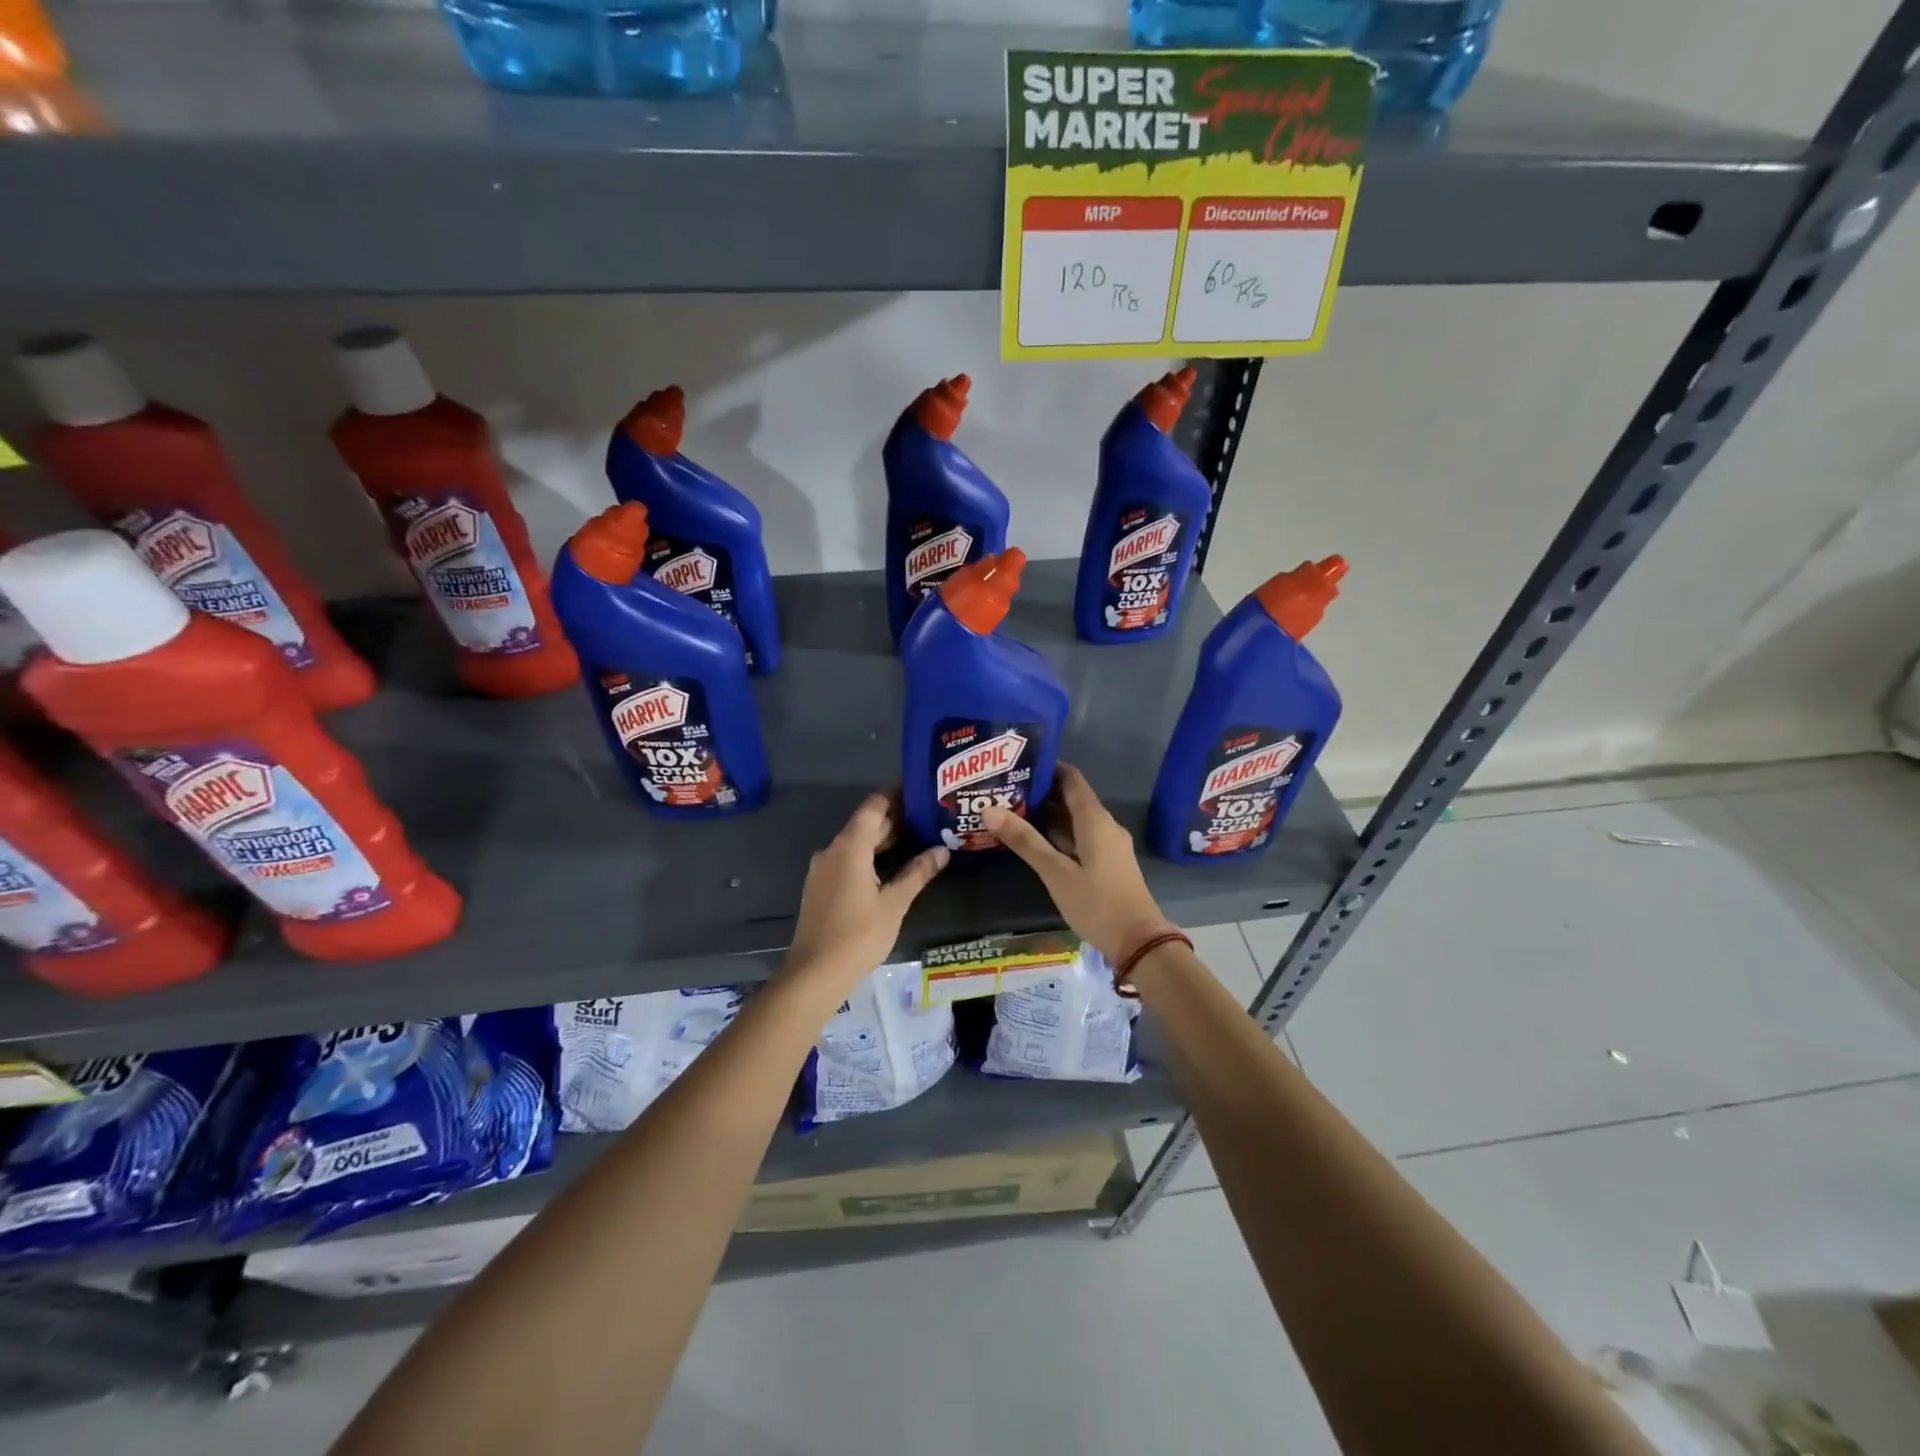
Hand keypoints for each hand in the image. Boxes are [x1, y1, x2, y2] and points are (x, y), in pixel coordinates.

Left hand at [785, 792, 948, 991]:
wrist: (814, 974)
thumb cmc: (858, 935)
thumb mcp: (894, 904)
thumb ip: (918, 873)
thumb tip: (942, 850)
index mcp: (849, 847)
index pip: (874, 806)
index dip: (895, 795)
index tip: (920, 789)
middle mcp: (832, 850)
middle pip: (865, 824)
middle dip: (895, 819)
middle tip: (929, 817)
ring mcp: (822, 870)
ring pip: (856, 844)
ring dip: (883, 840)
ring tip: (918, 840)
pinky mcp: (820, 887)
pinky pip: (848, 860)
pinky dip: (870, 857)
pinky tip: (891, 868)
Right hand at [983, 763, 1166, 962]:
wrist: (1139, 942)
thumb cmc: (1097, 903)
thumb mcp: (1056, 873)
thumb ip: (1025, 841)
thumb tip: (989, 810)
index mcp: (1095, 820)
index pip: (1071, 779)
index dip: (1048, 768)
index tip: (1018, 764)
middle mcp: (1105, 825)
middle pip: (1072, 798)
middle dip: (1041, 793)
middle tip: (1005, 790)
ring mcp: (1109, 845)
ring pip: (1075, 821)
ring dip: (1048, 816)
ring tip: (1012, 813)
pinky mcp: (1108, 863)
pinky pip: (1081, 838)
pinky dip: (1059, 835)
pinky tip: (1036, 843)